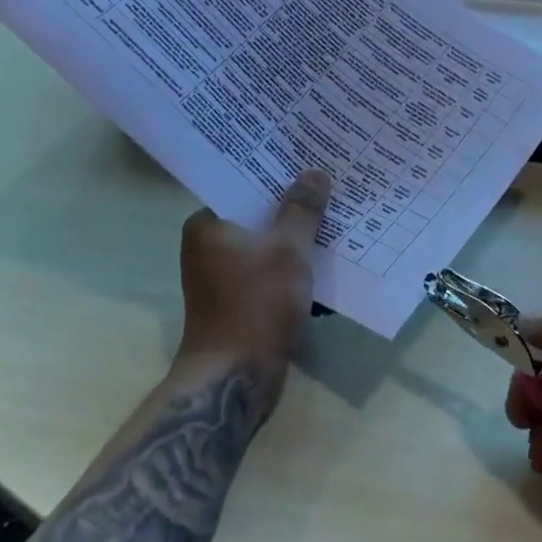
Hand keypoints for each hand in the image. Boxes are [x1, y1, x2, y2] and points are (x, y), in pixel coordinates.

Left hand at [174, 170, 330, 407]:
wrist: (236, 375)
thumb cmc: (257, 302)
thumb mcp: (287, 249)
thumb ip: (302, 210)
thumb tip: (314, 173)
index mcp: (206, 225)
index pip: (242, 187)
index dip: (277, 177)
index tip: (309, 166)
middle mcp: (206, 248)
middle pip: (256, 219)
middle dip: (292, 211)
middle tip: (330, 191)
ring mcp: (220, 279)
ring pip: (265, 250)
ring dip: (294, 243)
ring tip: (334, 224)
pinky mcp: (237, 305)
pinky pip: (267, 276)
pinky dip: (290, 271)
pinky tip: (323, 266)